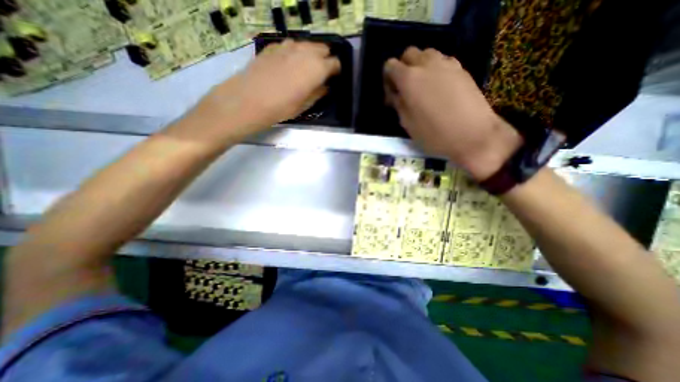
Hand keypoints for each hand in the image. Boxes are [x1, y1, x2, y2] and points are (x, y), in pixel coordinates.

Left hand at [186, 39, 339, 139]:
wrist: (249, 99)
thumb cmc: (281, 107)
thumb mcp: (305, 105)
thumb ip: (318, 93)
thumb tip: (325, 86)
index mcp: (317, 68)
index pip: (335, 63)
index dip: (336, 71)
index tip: (333, 78)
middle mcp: (305, 51)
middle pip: (323, 49)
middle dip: (325, 59)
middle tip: (320, 74)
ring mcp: (288, 45)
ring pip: (307, 45)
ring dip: (311, 54)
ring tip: (305, 69)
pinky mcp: (274, 46)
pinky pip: (291, 45)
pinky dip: (295, 53)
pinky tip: (288, 65)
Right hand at [385, 47, 521, 180]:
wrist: (472, 134)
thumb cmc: (433, 134)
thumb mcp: (407, 123)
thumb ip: (398, 104)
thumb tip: (395, 94)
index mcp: (409, 79)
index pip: (390, 65)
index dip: (388, 78)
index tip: (392, 93)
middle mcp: (426, 64)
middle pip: (408, 54)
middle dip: (403, 67)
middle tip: (405, 88)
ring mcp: (446, 63)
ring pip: (426, 54)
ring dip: (419, 66)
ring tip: (423, 86)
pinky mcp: (461, 68)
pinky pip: (442, 60)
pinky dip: (435, 68)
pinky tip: (439, 87)